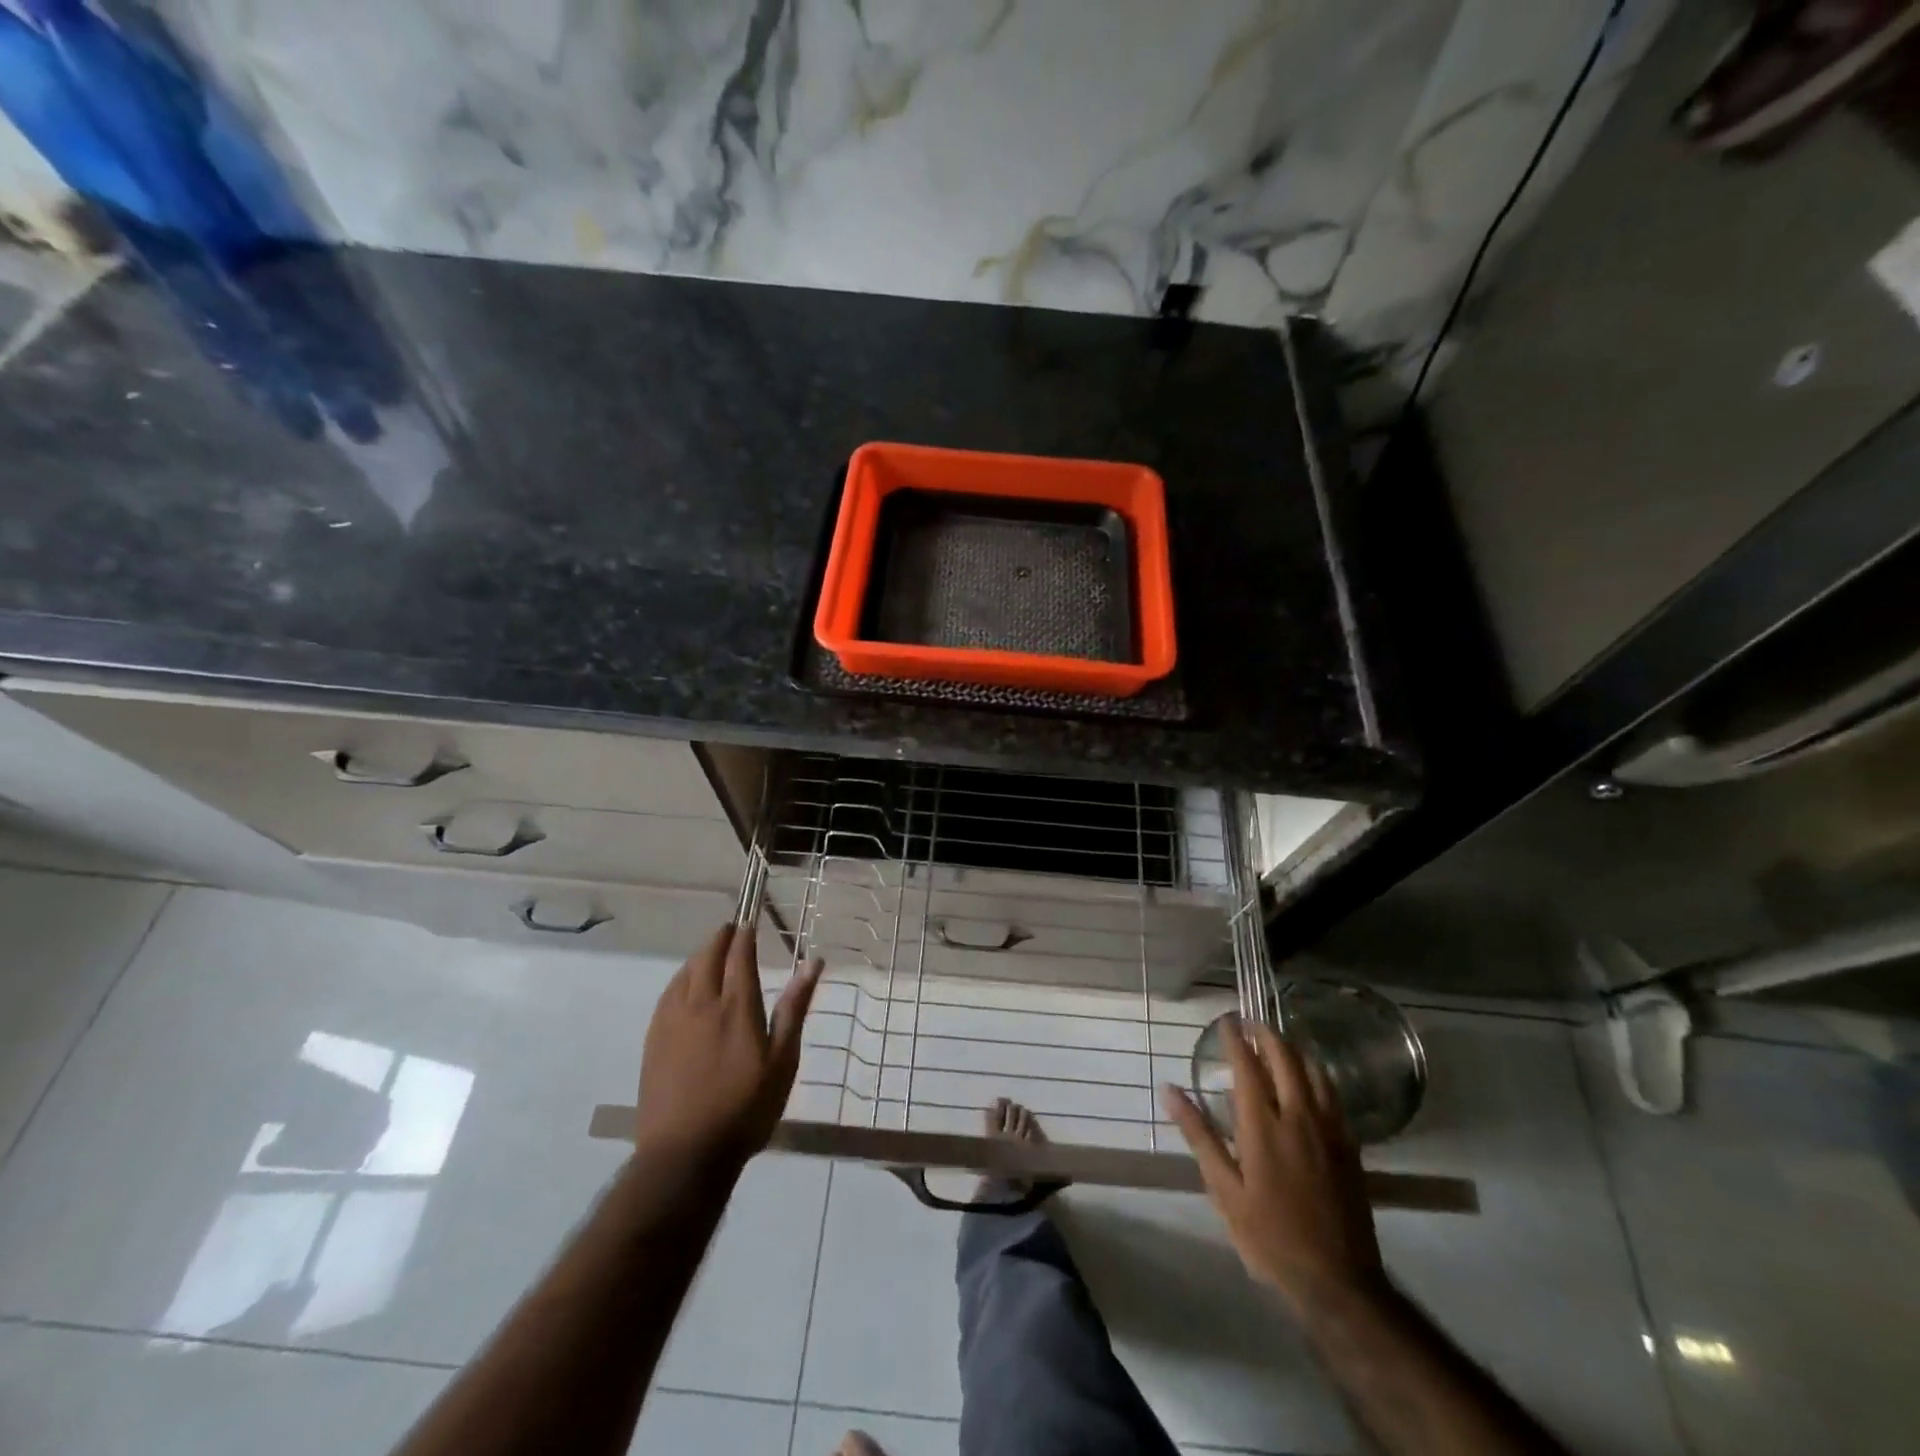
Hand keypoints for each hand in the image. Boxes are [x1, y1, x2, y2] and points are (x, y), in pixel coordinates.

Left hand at [634, 924, 824, 1169]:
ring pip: (685, 972)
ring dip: (700, 955)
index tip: (751, 921)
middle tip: (732, 930)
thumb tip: (813, 962)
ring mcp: (672, 1021)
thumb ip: (795, 1007)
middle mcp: (701, 1003)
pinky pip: (667, 993)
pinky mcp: (653, 1039)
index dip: (745, 934)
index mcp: (736, 1006)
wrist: (684, 1155)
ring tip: (712, 953)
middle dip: (720, 937)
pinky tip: (685, 986)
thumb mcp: (783, 1060)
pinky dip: (681, 978)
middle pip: (707, 956)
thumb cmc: (745, 1108)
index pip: (739, 955)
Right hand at [1163, 1017, 1383, 1314]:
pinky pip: (1333, 1093)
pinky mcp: (1350, 1146)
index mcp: (1263, 1125)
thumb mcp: (1224, 1190)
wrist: (1338, 1281)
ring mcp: (1330, 1129)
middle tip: (1250, 1023)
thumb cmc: (1270, 1236)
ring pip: (1315, 1071)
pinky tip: (1309, 1080)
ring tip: (1277, 1044)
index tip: (1224, 1021)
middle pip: (1286, 1057)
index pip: (1247, 1065)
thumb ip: (1199, 1135)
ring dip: (1294, 1050)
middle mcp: (1298, 1116)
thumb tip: (1170, 1090)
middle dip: (1267, 1034)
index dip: (1234, 1038)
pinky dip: (1316, 1074)